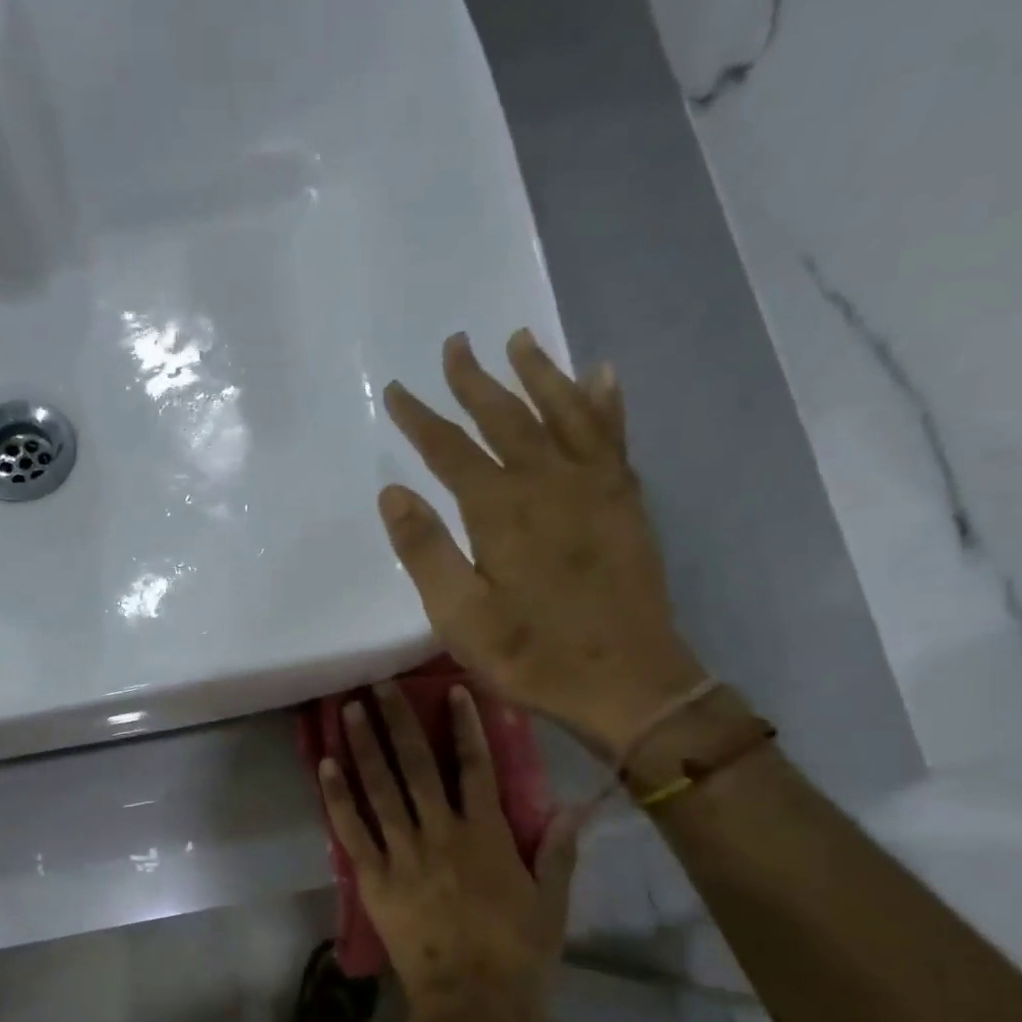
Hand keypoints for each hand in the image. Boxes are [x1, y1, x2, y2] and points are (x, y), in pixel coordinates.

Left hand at [318, 682, 571, 1021]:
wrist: (472, 1006)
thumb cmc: (518, 957)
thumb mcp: (550, 905)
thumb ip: (555, 853)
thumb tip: (568, 807)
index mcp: (487, 836)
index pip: (476, 768)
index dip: (465, 726)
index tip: (450, 692)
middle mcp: (441, 834)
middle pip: (418, 766)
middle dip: (398, 722)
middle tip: (378, 684)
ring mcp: (403, 855)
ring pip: (380, 789)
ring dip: (363, 747)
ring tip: (349, 710)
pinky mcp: (374, 879)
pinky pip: (352, 830)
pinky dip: (336, 797)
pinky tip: (324, 766)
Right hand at [380, 331, 706, 756]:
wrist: (629, 682)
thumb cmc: (533, 655)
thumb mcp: (461, 617)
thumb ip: (426, 552)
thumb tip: (393, 493)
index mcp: (502, 511)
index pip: (451, 451)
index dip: (421, 419)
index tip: (396, 390)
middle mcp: (550, 482)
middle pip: (507, 417)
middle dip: (476, 381)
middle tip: (455, 343)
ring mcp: (596, 488)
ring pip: (564, 413)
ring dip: (539, 374)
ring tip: (520, 339)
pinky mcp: (626, 503)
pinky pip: (613, 436)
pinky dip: (605, 402)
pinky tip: (600, 376)